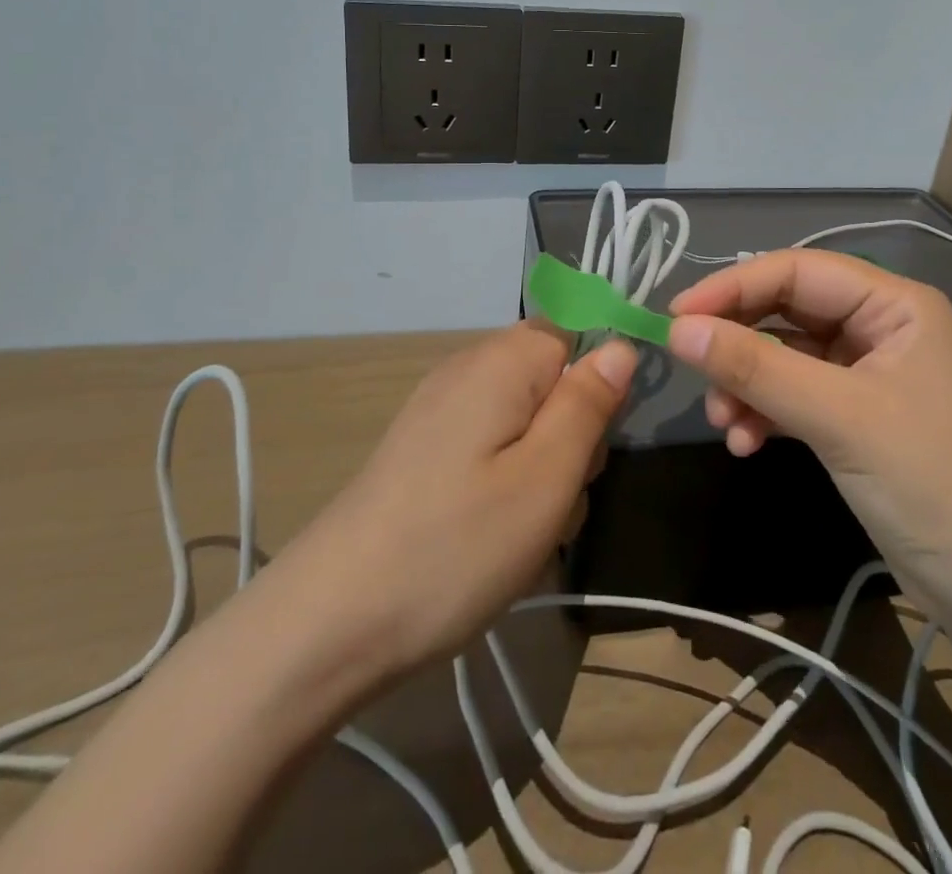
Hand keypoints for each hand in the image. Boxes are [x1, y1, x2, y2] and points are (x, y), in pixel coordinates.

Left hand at [269, 322, 634, 674]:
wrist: (332, 620)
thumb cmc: (456, 545)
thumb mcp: (546, 478)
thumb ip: (589, 405)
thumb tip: (620, 347)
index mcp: (502, 361)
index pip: (576, 330)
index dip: (598, 380)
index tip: (594, 441)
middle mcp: (468, 368)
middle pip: (552, 378)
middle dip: (573, 433)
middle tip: (556, 497)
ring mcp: (441, 409)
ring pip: (527, 419)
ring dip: (543, 468)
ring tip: (524, 530)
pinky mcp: (425, 448)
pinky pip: (492, 445)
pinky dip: (507, 482)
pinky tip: (492, 535)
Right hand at [667, 250, 951, 620]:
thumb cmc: (929, 486)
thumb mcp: (837, 419)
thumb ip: (756, 368)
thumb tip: (678, 329)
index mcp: (894, 304)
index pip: (798, 271)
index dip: (733, 287)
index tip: (676, 316)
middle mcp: (879, 326)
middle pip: (786, 311)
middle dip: (739, 343)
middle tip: (690, 368)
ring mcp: (866, 371)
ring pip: (783, 355)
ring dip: (746, 385)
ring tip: (724, 424)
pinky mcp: (853, 413)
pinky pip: (793, 393)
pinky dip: (763, 412)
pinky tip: (745, 443)